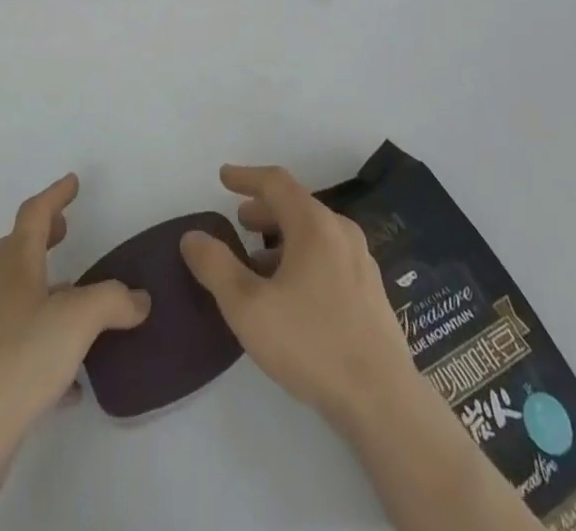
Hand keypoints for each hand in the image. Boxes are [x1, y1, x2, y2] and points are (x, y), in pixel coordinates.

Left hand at [0, 175, 148, 492]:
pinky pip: (24, 344)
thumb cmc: (22, 356)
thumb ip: (114, 300)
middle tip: (66, 228)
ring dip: (46, 285)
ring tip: (76, 293)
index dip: (55, 195)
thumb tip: (139, 299)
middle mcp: (0, 290)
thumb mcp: (79, 318)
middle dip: (44, 234)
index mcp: (16, 265)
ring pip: (20, 295)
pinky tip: (75, 376)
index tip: (73, 182)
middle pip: (19, 249)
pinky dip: (48, 342)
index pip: (35, 214)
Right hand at [180, 163, 418, 429]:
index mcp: (314, 224)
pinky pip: (328, 256)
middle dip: (263, 210)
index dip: (246, 177)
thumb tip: (192, 236)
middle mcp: (340, 231)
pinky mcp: (370, 291)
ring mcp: (360, 261)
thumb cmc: (311, 343)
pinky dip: (302, 257)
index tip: (223, 177)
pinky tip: (291, 293)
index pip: (275, 182)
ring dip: (282, 238)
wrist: (382, 399)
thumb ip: (216, 267)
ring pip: (313, 233)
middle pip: (296, 206)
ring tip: (258, 263)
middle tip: (239, 222)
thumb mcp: (248, 307)